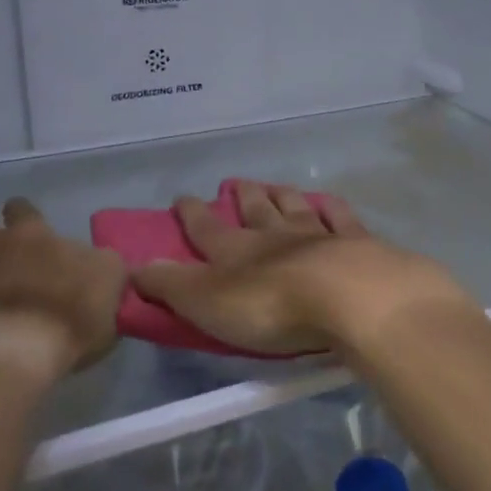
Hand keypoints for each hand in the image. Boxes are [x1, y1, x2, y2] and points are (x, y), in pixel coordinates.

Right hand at [131, 181, 472, 356]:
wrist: (349, 298)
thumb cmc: (271, 307)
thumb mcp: (206, 303)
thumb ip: (170, 285)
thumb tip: (133, 267)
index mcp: (236, 251)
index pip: (206, 229)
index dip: (191, 214)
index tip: (181, 198)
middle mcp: (275, 236)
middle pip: (255, 210)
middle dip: (242, 197)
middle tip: (234, 183)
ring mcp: (319, 236)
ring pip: (294, 208)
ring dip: (281, 196)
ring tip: (273, 185)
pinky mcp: (357, 244)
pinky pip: (341, 219)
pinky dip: (332, 208)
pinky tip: (328, 201)